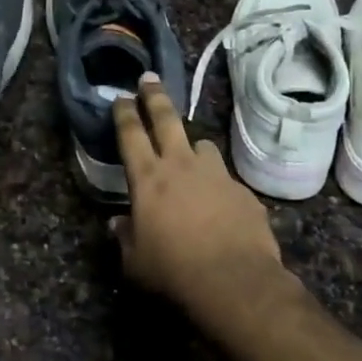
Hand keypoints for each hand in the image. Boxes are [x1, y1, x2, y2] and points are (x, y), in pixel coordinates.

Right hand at [110, 73, 299, 324]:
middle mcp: (181, 166)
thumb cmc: (174, 271)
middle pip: (167, 119)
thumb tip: (118, 224)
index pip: (131, 134)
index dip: (124, 113)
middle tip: (150, 79)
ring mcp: (216, 175)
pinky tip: (219, 204)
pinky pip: (226, 178)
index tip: (121, 97)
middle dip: (155, 96)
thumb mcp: (136, 262)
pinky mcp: (243, 191)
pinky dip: (218, 184)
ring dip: (193, 146)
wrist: (235, 281)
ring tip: (192, 156)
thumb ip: (125, 237)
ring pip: (202, 145)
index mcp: (148, 179)